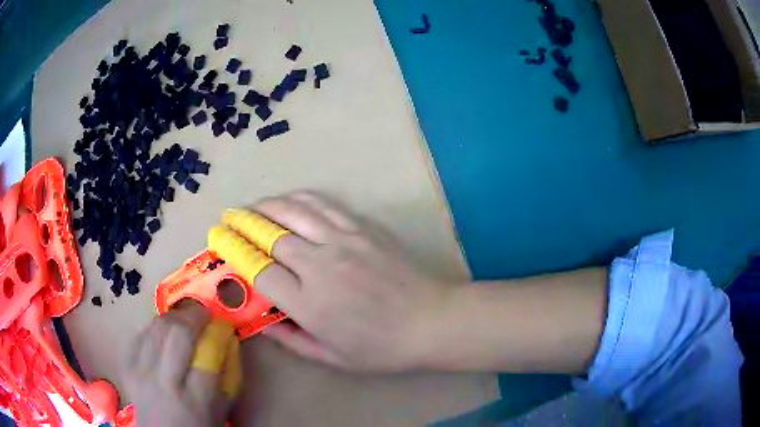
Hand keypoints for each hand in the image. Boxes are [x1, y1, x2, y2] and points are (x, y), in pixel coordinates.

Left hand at [122, 302, 235, 426]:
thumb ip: (229, 373)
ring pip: (156, 327)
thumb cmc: (200, 424)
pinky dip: (154, 326)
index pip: (208, 352)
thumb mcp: (224, 406)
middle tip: (204, 315)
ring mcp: (140, 372)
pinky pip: (139, 333)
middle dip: (194, 315)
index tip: (222, 324)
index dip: (217, 330)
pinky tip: (164, 331)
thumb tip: (227, 337)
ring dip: (174, 317)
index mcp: (196, 399)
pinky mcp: (126, 365)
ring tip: (185, 319)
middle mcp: (165, 383)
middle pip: (178, 333)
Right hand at [228, 192, 459, 371]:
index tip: (218, 241)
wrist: (431, 321)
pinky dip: (298, 199)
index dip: (233, 252)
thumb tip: (259, 319)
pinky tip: (286, 200)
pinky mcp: (362, 229)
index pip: (259, 270)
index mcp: (310, 304)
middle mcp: (320, 267)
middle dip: (242, 223)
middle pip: (269, 235)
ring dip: (265, 206)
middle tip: (227, 218)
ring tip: (250, 206)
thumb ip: (290, 337)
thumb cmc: (381, 348)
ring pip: (293, 213)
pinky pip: (323, 205)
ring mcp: (343, 242)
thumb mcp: (331, 356)